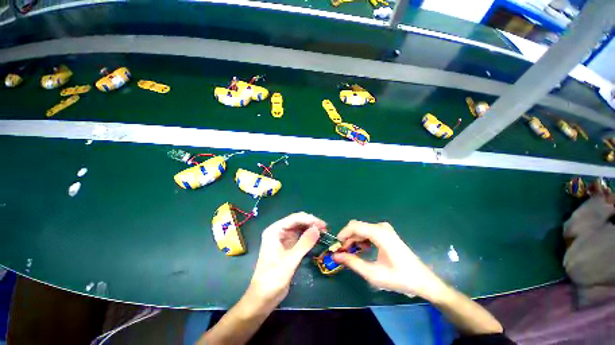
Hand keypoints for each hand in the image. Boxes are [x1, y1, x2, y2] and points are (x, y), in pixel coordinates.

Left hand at [246, 212, 325, 307]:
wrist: (263, 298)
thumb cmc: (273, 278)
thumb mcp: (290, 260)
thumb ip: (304, 243)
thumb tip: (317, 229)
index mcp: (274, 230)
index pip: (294, 218)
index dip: (309, 219)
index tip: (322, 224)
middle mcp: (278, 231)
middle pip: (297, 221)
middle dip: (311, 223)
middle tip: (325, 228)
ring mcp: (283, 238)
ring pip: (299, 228)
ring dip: (310, 228)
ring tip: (323, 232)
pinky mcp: (287, 246)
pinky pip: (300, 236)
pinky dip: (308, 236)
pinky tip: (316, 238)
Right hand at [333, 220, 446, 300]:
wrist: (423, 281)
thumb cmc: (399, 278)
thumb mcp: (373, 274)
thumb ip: (352, 263)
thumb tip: (335, 255)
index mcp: (379, 233)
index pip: (354, 226)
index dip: (343, 234)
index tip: (337, 246)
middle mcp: (381, 226)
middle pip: (357, 227)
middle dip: (348, 238)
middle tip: (343, 253)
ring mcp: (384, 229)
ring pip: (362, 229)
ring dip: (354, 240)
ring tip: (352, 254)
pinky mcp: (386, 233)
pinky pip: (368, 232)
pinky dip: (362, 240)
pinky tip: (363, 250)